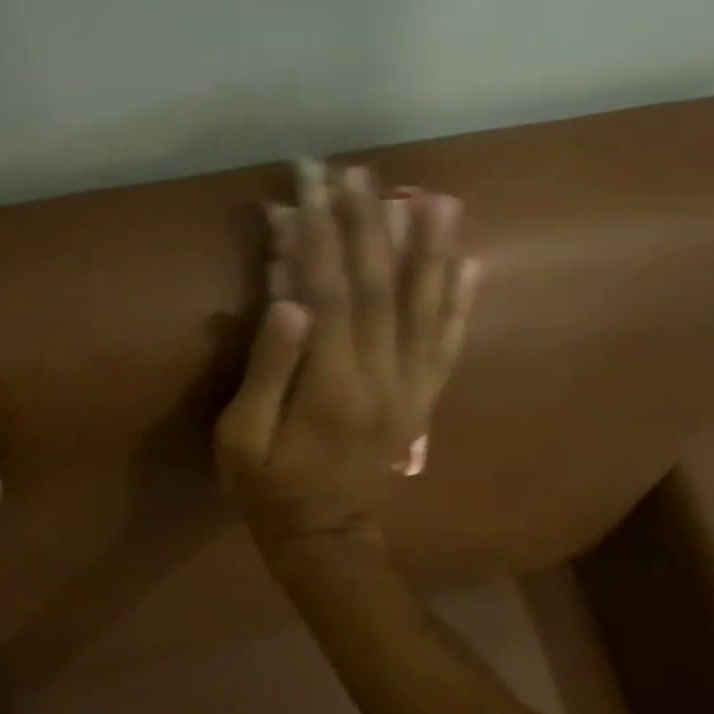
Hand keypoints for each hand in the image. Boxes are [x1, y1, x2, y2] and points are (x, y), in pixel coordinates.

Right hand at [214, 160, 476, 554]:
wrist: (326, 541)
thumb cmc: (269, 491)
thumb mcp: (241, 439)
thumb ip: (268, 369)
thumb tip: (289, 300)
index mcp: (332, 386)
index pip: (330, 292)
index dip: (319, 234)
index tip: (309, 183)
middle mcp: (383, 378)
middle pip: (380, 287)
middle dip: (367, 223)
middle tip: (358, 172)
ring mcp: (411, 389)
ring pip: (425, 308)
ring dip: (430, 249)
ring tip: (436, 197)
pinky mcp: (422, 400)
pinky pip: (447, 344)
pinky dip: (459, 301)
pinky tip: (471, 263)